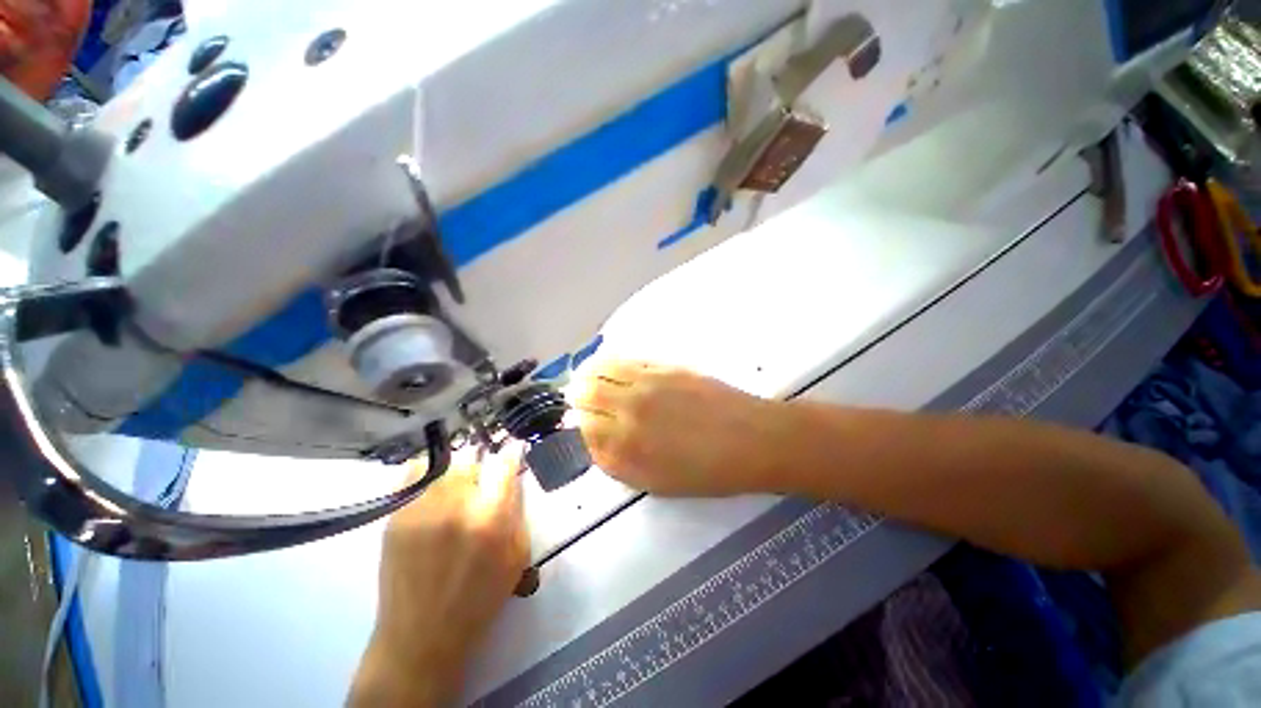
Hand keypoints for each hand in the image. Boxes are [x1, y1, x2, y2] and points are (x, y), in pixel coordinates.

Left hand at [350, 444, 528, 706]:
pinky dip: (426, 471)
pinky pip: (412, 473)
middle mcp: (457, 505)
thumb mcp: (516, 557)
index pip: (505, 464)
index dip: (512, 453)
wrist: (421, 637)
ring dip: (455, 467)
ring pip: (443, 461)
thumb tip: (513, 479)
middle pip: (472, 456)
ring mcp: (422, 509)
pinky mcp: (397, 516)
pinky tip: (432, 484)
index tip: (513, 452)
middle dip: (482, 462)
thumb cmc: (479, 600)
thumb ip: (517, 512)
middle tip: (482, 478)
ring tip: (457, 482)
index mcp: (492, 518)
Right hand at [567, 359, 779, 496]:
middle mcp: (627, 414)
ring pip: (599, 373)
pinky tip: (605, 365)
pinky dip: (606, 362)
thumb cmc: (709, 472)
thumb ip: (620, 465)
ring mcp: (645, 386)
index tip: (580, 424)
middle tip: (577, 399)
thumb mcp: (657, 484)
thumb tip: (597, 444)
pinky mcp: (662, 368)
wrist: (752, 440)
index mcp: (626, 451)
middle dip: (576, 398)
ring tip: (584, 376)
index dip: (578, 426)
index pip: (583, 431)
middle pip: (584, 397)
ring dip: (586, 375)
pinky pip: (623, 360)